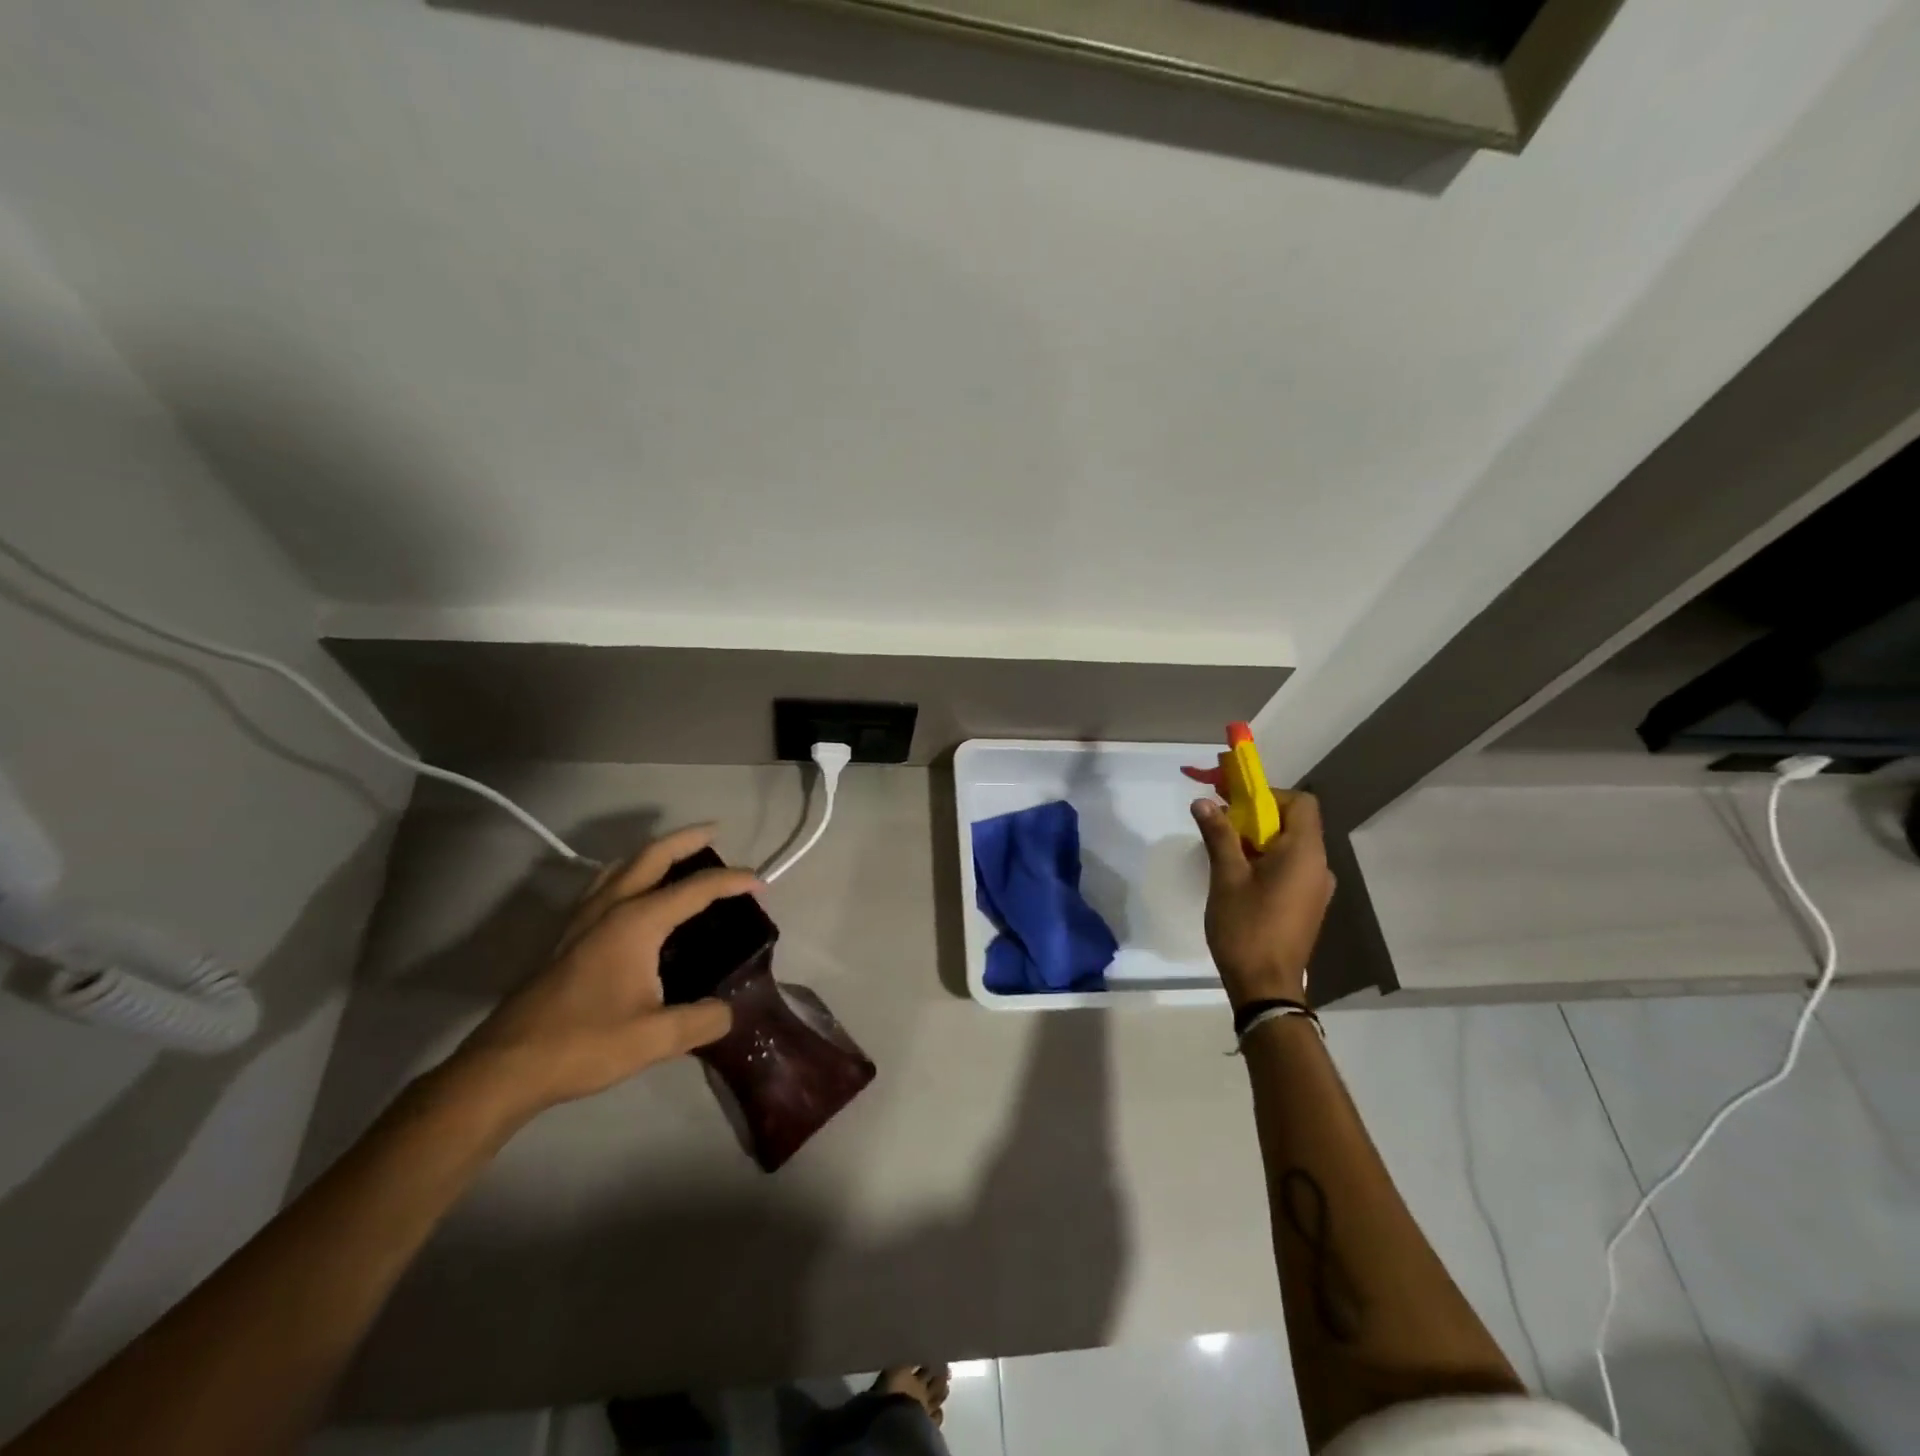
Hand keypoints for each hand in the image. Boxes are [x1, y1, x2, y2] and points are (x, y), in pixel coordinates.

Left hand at [440, 825, 756, 1126]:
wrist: (505, 1067)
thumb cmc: (583, 1044)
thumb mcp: (654, 1039)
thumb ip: (701, 1021)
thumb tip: (729, 1012)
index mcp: (636, 922)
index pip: (695, 888)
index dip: (733, 881)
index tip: (762, 884)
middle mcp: (610, 908)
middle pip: (652, 856)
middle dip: (687, 839)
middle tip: (715, 832)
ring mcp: (582, 919)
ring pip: (622, 866)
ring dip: (654, 853)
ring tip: (677, 857)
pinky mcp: (565, 937)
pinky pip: (604, 885)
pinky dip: (628, 873)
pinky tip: (632, 895)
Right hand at [1192, 792, 1334, 1007]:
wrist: (1266, 987)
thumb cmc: (1246, 927)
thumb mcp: (1226, 877)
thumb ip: (1219, 835)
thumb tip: (1204, 801)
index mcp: (1305, 853)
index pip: (1300, 802)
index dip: (1268, 796)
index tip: (1235, 806)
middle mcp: (1319, 866)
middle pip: (1294, 823)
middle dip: (1256, 818)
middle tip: (1221, 829)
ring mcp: (1316, 888)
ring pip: (1290, 847)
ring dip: (1260, 841)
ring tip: (1225, 855)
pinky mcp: (1308, 905)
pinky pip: (1291, 868)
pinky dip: (1268, 862)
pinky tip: (1240, 880)